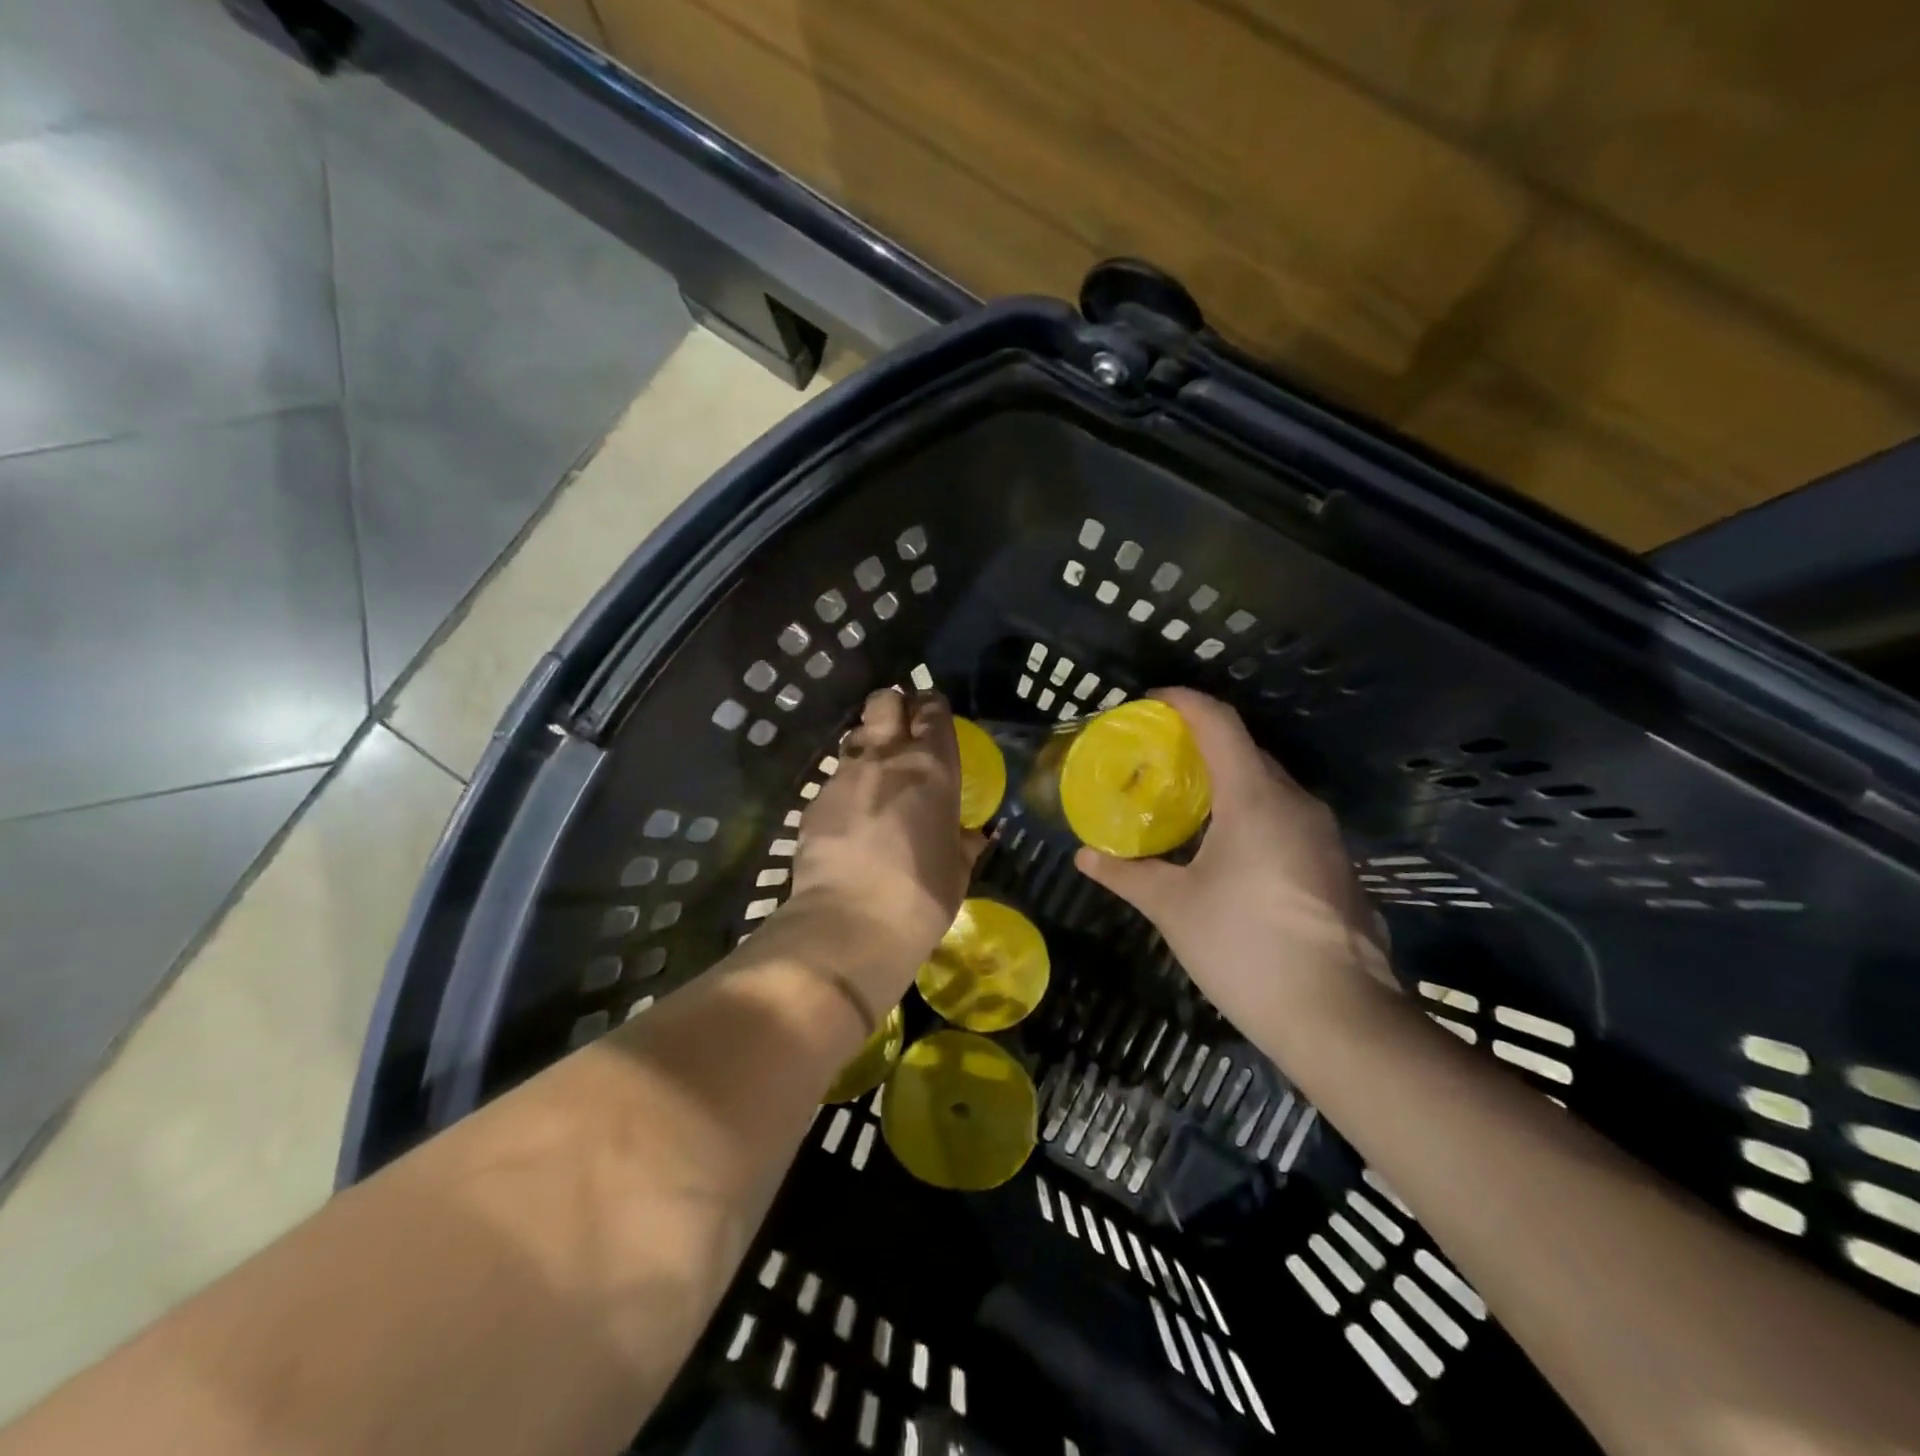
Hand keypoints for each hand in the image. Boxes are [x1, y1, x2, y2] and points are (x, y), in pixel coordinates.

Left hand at [784, 689, 983, 1004]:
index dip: (932, 709)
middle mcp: (887, 759)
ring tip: (873, 777)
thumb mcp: (957, 872)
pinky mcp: (814, 801)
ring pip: (855, 737)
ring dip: (867, 747)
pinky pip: (834, 779)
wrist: (848, 924)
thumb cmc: (920, 897)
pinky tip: (849, 818)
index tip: (933, 719)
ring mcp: (844, 776)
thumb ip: (962, 844)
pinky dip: (845, 789)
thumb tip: (969, 836)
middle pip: (884, 702)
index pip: (933, 712)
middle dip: (893, 707)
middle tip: (901, 733)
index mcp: (932, 769)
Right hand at [1074, 689, 1390, 1039]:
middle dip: (1200, 743)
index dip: (1183, 701)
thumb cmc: (1245, 947)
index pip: (1218, 723)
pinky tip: (1225, 846)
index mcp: (1255, 797)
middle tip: (1155, 758)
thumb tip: (1085, 856)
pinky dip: (1250, 812)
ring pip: (1268, 785)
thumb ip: (1126, 874)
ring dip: (1226, 780)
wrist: (1339, 1018)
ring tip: (1184, 800)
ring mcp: (1323, 834)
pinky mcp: (1335, 865)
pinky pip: (1285, 816)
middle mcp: (1295, 802)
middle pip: (1245, 750)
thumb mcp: (1173, 907)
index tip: (1149, 701)